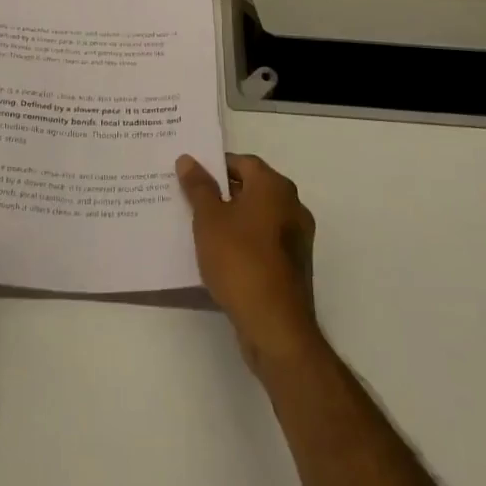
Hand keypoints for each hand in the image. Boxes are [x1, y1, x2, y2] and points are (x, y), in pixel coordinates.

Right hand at [178, 153, 320, 372]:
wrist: (275, 326)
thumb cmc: (240, 261)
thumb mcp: (209, 219)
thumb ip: (199, 186)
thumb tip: (189, 159)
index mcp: (275, 186)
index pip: (243, 162)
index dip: (216, 166)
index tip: (191, 177)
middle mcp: (292, 205)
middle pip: (252, 187)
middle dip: (222, 192)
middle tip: (190, 199)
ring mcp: (297, 237)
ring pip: (258, 216)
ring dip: (233, 219)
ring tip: (201, 228)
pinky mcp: (294, 266)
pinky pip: (264, 241)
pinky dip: (244, 241)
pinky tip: (221, 255)